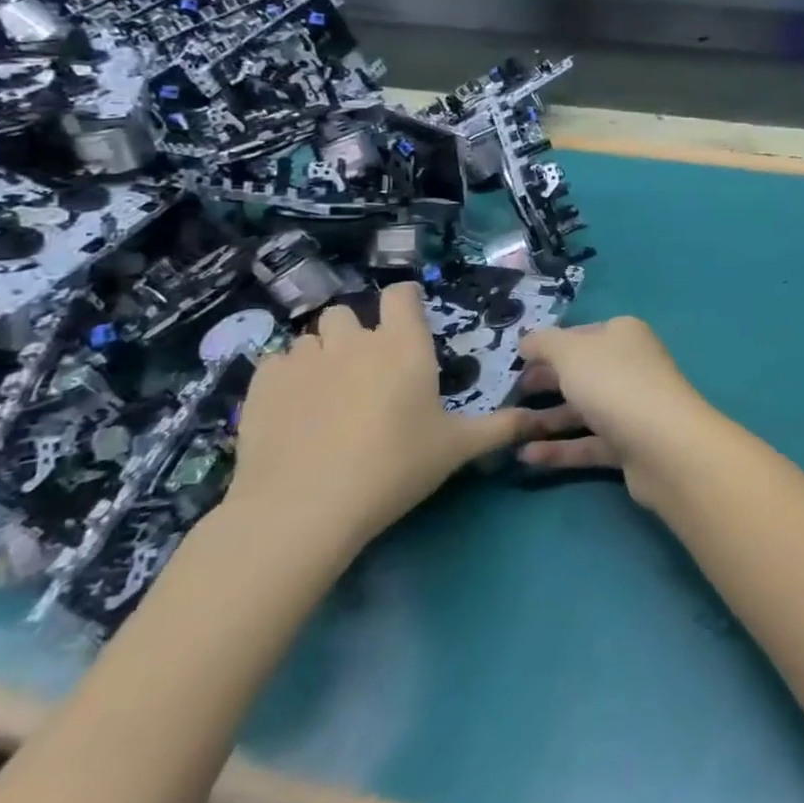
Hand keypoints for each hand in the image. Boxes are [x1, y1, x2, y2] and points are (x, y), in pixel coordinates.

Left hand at [225, 283, 519, 558]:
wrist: (304, 508)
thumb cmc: (394, 467)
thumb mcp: (457, 448)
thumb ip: (501, 427)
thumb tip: (542, 420)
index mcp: (403, 345)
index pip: (401, 294)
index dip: (405, 303)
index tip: (408, 325)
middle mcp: (353, 340)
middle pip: (348, 311)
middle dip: (356, 332)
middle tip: (366, 372)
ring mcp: (303, 360)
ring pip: (310, 338)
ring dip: (321, 354)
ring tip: (327, 393)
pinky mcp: (261, 385)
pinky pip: (275, 363)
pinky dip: (285, 378)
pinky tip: (292, 410)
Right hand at [511, 316, 721, 508]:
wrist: (663, 445)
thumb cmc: (613, 383)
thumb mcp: (570, 352)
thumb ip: (544, 343)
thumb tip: (528, 341)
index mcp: (623, 335)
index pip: (580, 335)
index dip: (549, 346)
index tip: (516, 362)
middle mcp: (631, 366)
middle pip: (581, 372)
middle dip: (545, 382)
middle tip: (508, 395)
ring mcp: (632, 407)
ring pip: (583, 410)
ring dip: (546, 419)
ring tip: (509, 430)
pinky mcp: (630, 446)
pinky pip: (588, 444)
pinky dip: (559, 449)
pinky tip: (526, 457)